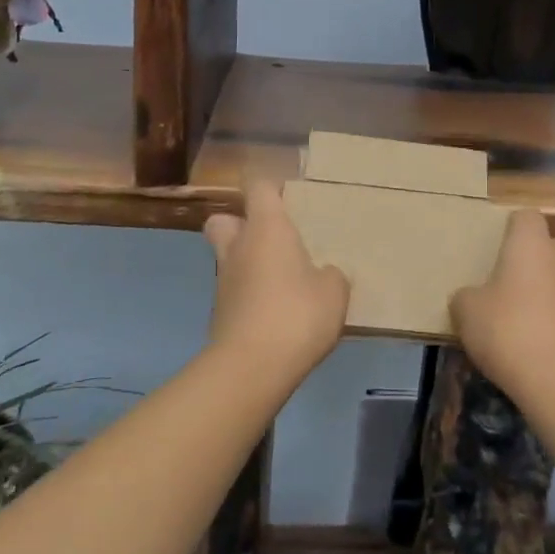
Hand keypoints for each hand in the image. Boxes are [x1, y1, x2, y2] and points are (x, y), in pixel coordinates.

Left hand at [203, 181, 348, 386]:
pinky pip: (234, 291)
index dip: (271, 185)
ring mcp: (224, 282)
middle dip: (240, 222)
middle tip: (271, 236)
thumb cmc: (296, 314)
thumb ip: (331, 275)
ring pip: (228, 257)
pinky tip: (276, 312)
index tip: (288, 193)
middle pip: (223, 219)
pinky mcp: (220, 314)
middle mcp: (239, 247)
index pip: (258, 187)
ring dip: (248, 262)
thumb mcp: (334, 291)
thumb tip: (324, 274)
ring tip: (282, 279)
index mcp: (267, 228)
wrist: (251, 368)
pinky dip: (250, 295)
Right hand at [451, 209, 554, 402]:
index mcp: (531, 244)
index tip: (494, 244)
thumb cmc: (508, 328)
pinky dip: (550, 318)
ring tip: (514, 310)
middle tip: (512, 271)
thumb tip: (470, 297)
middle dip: (540, 252)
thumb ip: (466, 296)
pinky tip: (526, 340)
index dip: (511, 227)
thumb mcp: (467, 310)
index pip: (527, 216)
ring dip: (545, 288)